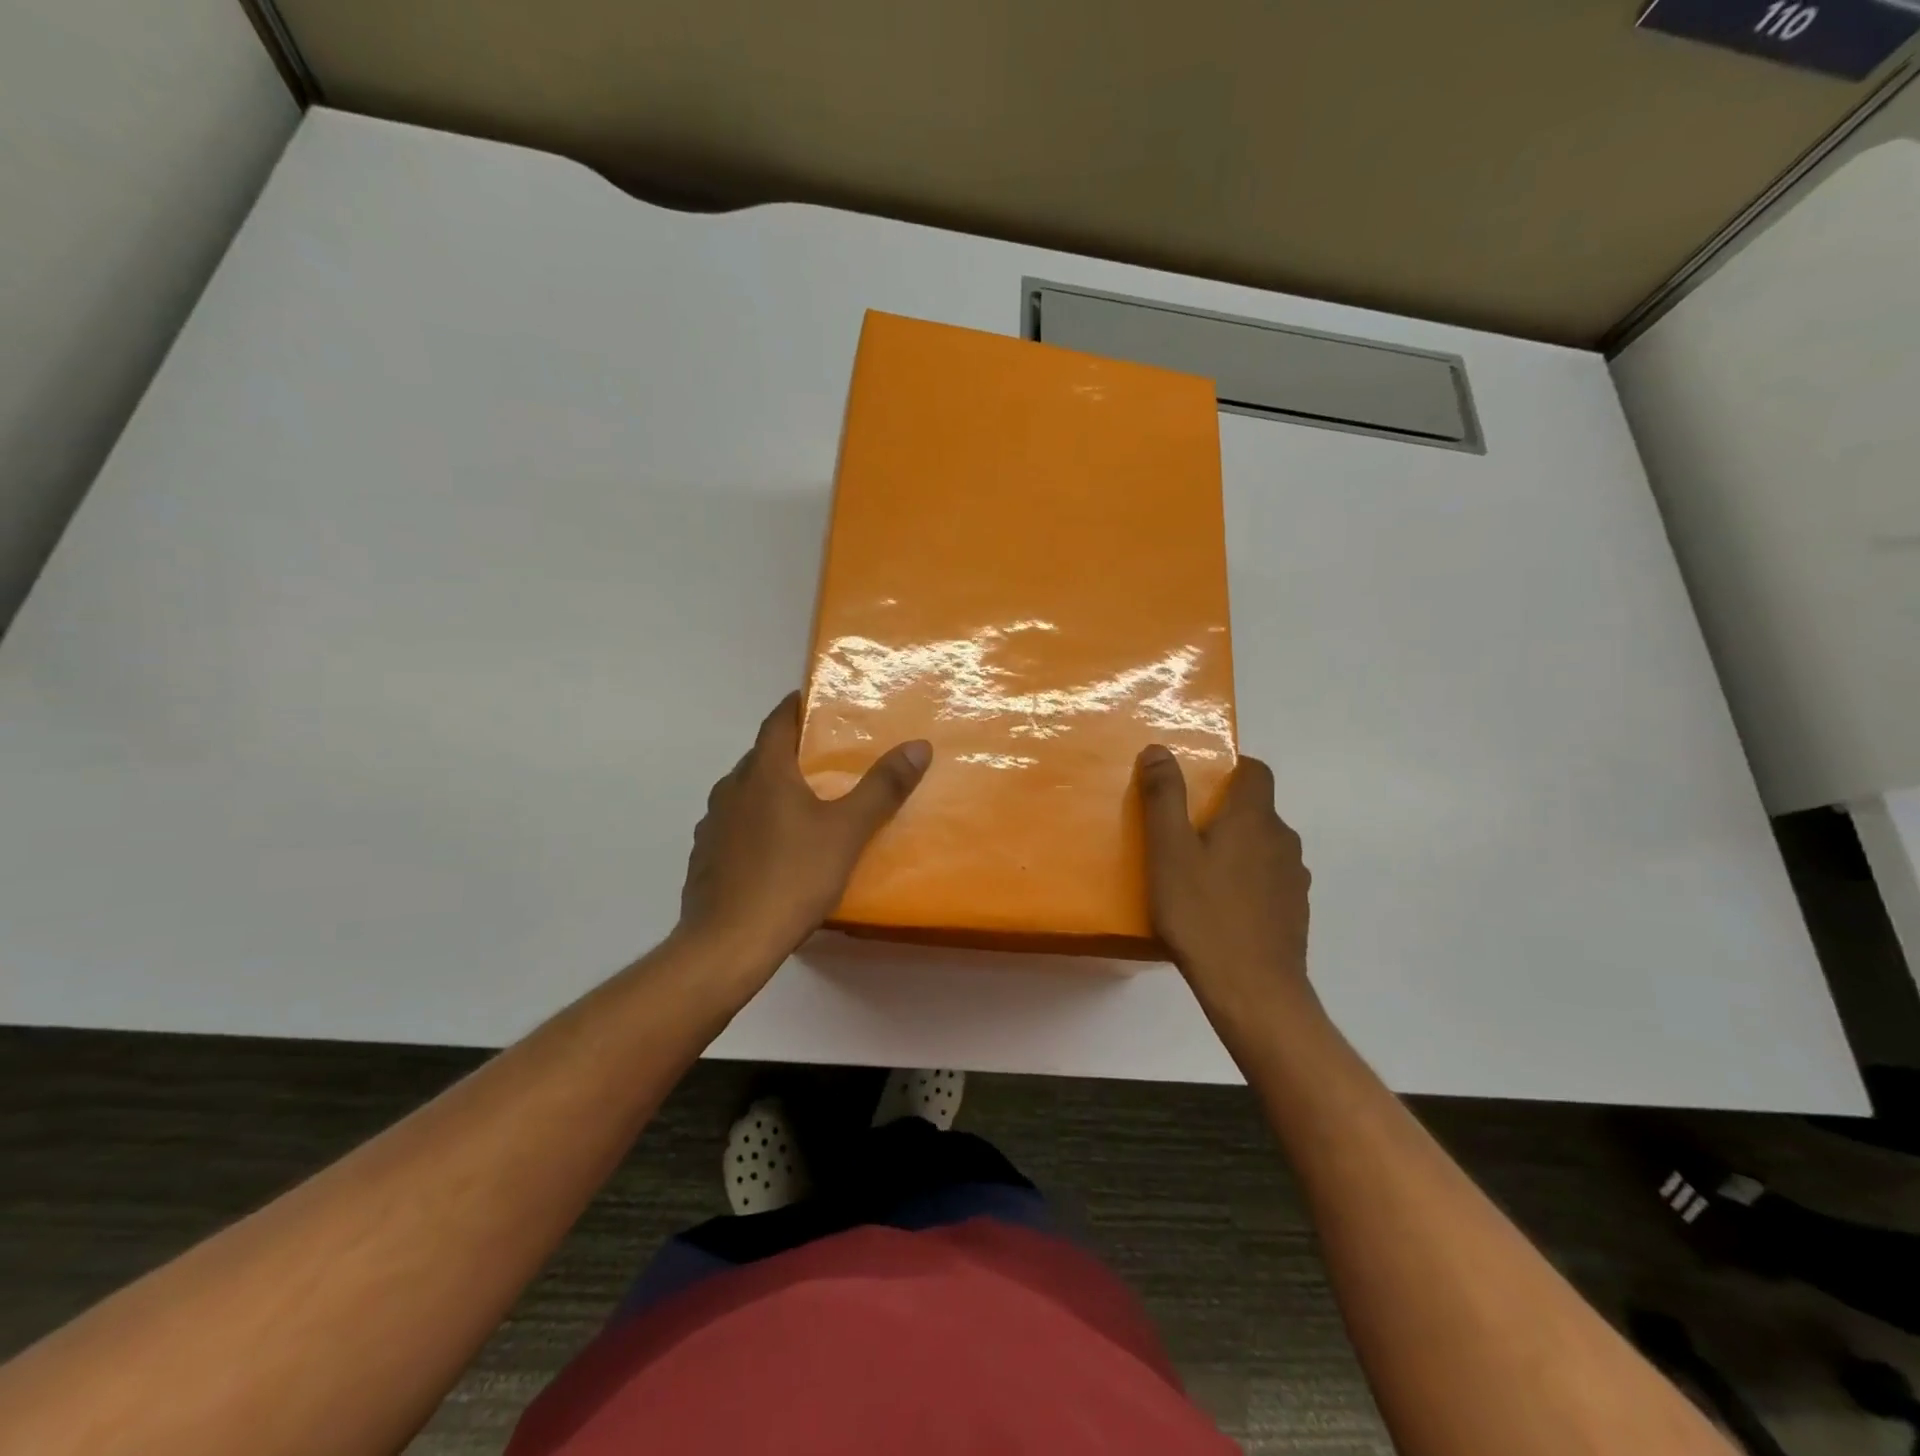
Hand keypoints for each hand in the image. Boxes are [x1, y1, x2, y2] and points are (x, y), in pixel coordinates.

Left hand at [676, 693, 930, 984]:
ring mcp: (712, 824)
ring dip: (772, 790)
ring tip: (807, 804)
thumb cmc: (791, 877)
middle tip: (827, 758)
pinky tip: (777, 849)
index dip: (797, 706)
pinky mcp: (705, 857)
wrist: (728, 944)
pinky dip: (756, 824)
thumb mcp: (847, 832)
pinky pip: (735, 826)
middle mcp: (731, 788)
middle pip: (762, 757)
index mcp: (764, 772)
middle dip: (791, 752)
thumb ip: (882, 788)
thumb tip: (918, 746)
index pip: (777, 721)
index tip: (818, 702)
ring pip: (747, 793)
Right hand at [1136, 746, 1314, 1026]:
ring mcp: (1293, 878)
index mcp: (1254, 818)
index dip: (1231, 767)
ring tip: (1200, 873)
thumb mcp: (1168, 851)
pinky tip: (1222, 908)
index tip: (1200, 783)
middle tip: (1184, 833)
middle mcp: (1282, 840)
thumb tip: (1159, 749)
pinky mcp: (1295, 911)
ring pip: (1264, 846)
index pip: (1256, 771)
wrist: (1253, 990)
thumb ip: (1164, 797)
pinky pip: (1269, 879)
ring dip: (1238, 849)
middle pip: (1258, 810)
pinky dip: (1248, 881)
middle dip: (1225, 812)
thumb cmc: (1202, 913)